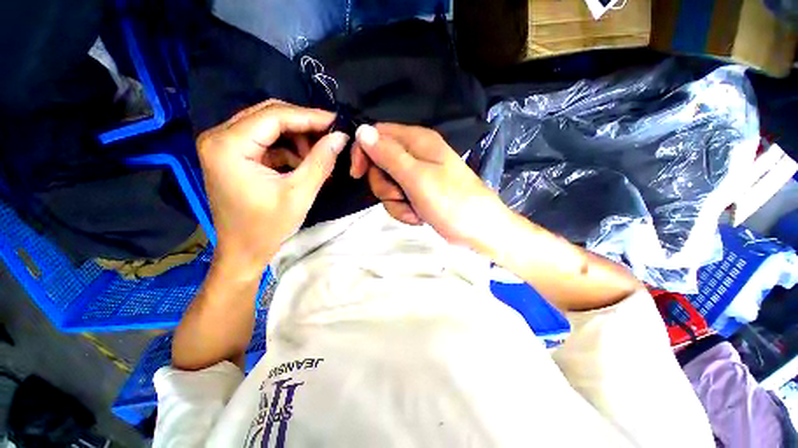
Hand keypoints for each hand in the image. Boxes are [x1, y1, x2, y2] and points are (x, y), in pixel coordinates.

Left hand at [197, 100, 348, 274]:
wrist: (243, 251)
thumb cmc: (268, 227)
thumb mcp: (299, 194)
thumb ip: (321, 161)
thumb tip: (340, 137)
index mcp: (228, 145)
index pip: (274, 116)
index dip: (309, 116)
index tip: (337, 121)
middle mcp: (219, 137)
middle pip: (269, 115)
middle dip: (303, 126)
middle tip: (330, 138)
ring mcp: (223, 145)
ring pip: (268, 126)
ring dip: (297, 138)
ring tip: (317, 158)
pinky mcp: (232, 155)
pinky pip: (265, 141)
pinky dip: (288, 148)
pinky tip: (303, 164)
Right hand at [350, 123, 506, 248]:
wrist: (477, 229)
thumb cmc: (450, 201)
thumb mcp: (416, 177)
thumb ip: (389, 155)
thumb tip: (361, 131)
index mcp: (417, 140)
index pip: (377, 134)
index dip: (363, 152)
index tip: (357, 174)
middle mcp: (416, 154)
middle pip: (380, 163)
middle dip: (384, 185)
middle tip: (399, 196)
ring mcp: (417, 175)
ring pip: (387, 185)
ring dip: (395, 202)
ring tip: (414, 210)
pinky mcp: (418, 192)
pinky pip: (398, 198)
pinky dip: (404, 210)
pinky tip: (418, 216)